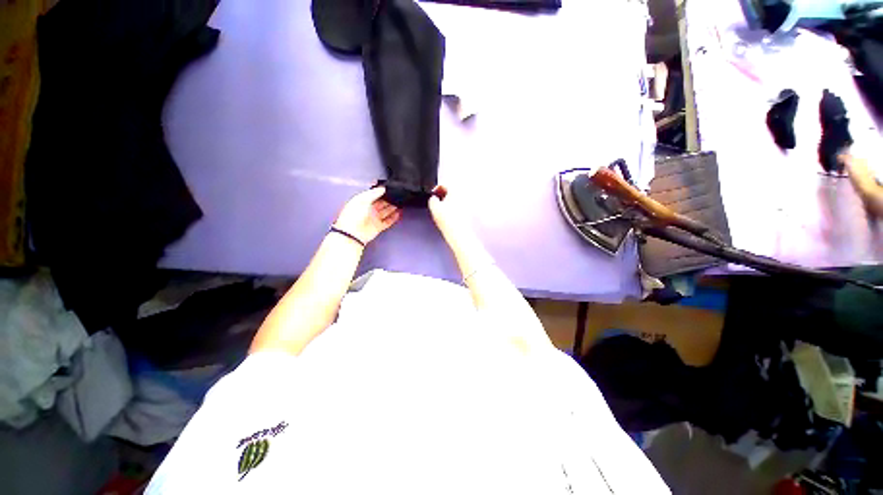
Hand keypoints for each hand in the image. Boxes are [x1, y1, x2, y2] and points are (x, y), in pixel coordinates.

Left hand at [333, 187, 400, 244]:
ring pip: (386, 211)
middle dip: (389, 199)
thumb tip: (383, 188)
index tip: (391, 188)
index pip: (374, 195)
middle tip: (398, 195)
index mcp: (363, 201)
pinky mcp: (379, 226)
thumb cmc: (354, 214)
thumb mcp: (362, 200)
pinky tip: (399, 213)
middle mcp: (369, 209)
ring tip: (401, 202)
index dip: (382, 192)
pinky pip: (388, 221)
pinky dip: (394, 218)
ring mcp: (374, 218)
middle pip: (382, 203)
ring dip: (393, 207)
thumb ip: (373, 193)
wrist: (353, 233)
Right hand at [428, 185, 475, 248]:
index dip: (435, 189)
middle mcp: (463, 195)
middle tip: (436, 202)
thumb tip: (434, 199)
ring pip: (455, 199)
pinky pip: (459, 206)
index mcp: (455, 190)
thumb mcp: (434, 207)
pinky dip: (453, 208)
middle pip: (451, 191)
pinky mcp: (468, 212)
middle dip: (443, 195)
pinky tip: (448, 216)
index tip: (432, 195)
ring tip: (441, 210)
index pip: (444, 184)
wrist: (459, 234)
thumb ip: (432, 199)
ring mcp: (467, 204)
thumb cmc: (448, 220)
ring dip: (448, 202)